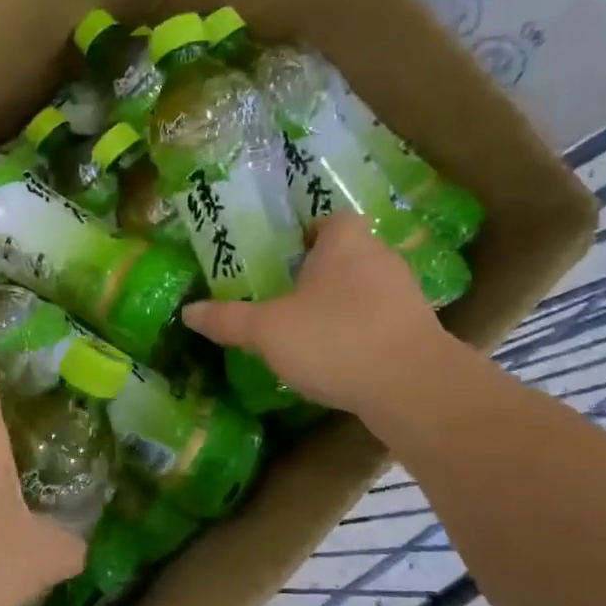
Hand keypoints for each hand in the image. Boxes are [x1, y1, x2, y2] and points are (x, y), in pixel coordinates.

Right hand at [182, 213, 454, 413]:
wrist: (411, 386)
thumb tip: (188, 311)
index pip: (332, 219)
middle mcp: (380, 259)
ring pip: (367, 288)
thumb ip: (228, 319)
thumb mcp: (266, 331)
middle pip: (349, 253)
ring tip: (310, 329)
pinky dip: (361, 331)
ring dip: (343, 303)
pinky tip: (339, 357)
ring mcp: (405, 295)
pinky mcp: (418, 331)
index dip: (310, 232)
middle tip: (288, 294)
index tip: (287, 254)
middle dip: (322, 271)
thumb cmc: (333, 339)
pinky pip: (381, 320)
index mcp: (344, 244)